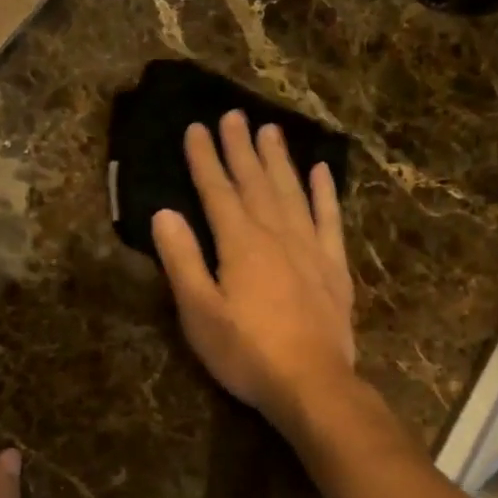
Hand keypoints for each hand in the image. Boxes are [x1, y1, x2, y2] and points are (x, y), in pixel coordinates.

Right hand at [152, 110, 356, 428]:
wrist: (312, 384)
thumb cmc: (246, 352)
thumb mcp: (199, 313)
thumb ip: (182, 260)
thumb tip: (164, 213)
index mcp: (240, 243)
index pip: (218, 191)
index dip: (205, 159)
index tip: (197, 127)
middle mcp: (277, 234)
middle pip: (255, 182)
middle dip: (241, 148)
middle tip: (234, 114)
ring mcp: (310, 248)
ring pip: (292, 192)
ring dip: (279, 160)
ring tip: (270, 129)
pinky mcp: (334, 267)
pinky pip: (330, 219)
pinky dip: (325, 194)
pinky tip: (322, 172)